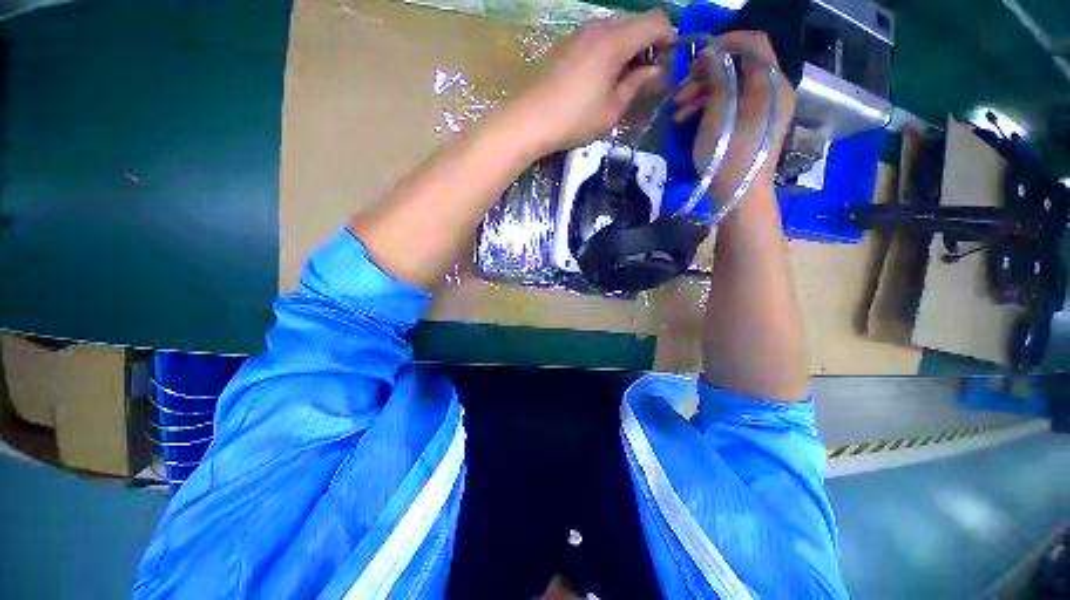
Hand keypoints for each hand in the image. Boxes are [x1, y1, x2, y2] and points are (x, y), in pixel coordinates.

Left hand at [504, 11, 674, 156]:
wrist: (527, 120)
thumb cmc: (573, 120)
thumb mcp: (611, 111)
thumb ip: (636, 86)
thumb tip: (654, 71)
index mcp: (615, 41)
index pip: (656, 21)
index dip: (668, 38)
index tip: (665, 64)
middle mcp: (598, 28)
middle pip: (635, 21)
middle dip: (647, 44)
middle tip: (643, 77)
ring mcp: (578, 33)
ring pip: (614, 29)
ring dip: (626, 48)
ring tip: (619, 81)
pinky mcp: (564, 44)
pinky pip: (595, 38)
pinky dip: (606, 51)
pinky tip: (598, 78)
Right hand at [674, 31, 794, 198]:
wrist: (739, 197)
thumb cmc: (728, 157)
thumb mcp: (719, 116)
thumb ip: (718, 79)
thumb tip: (711, 54)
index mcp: (770, 84)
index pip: (753, 43)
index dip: (725, 43)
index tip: (697, 58)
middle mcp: (772, 91)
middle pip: (740, 66)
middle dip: (708, 74)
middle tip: (681, 91)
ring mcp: (764, 109)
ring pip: (733, 86)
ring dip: (703, 93)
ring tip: (678, 111)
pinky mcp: (754, 124)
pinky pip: (733, 104)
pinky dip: (711, 107)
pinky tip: (689, 120)